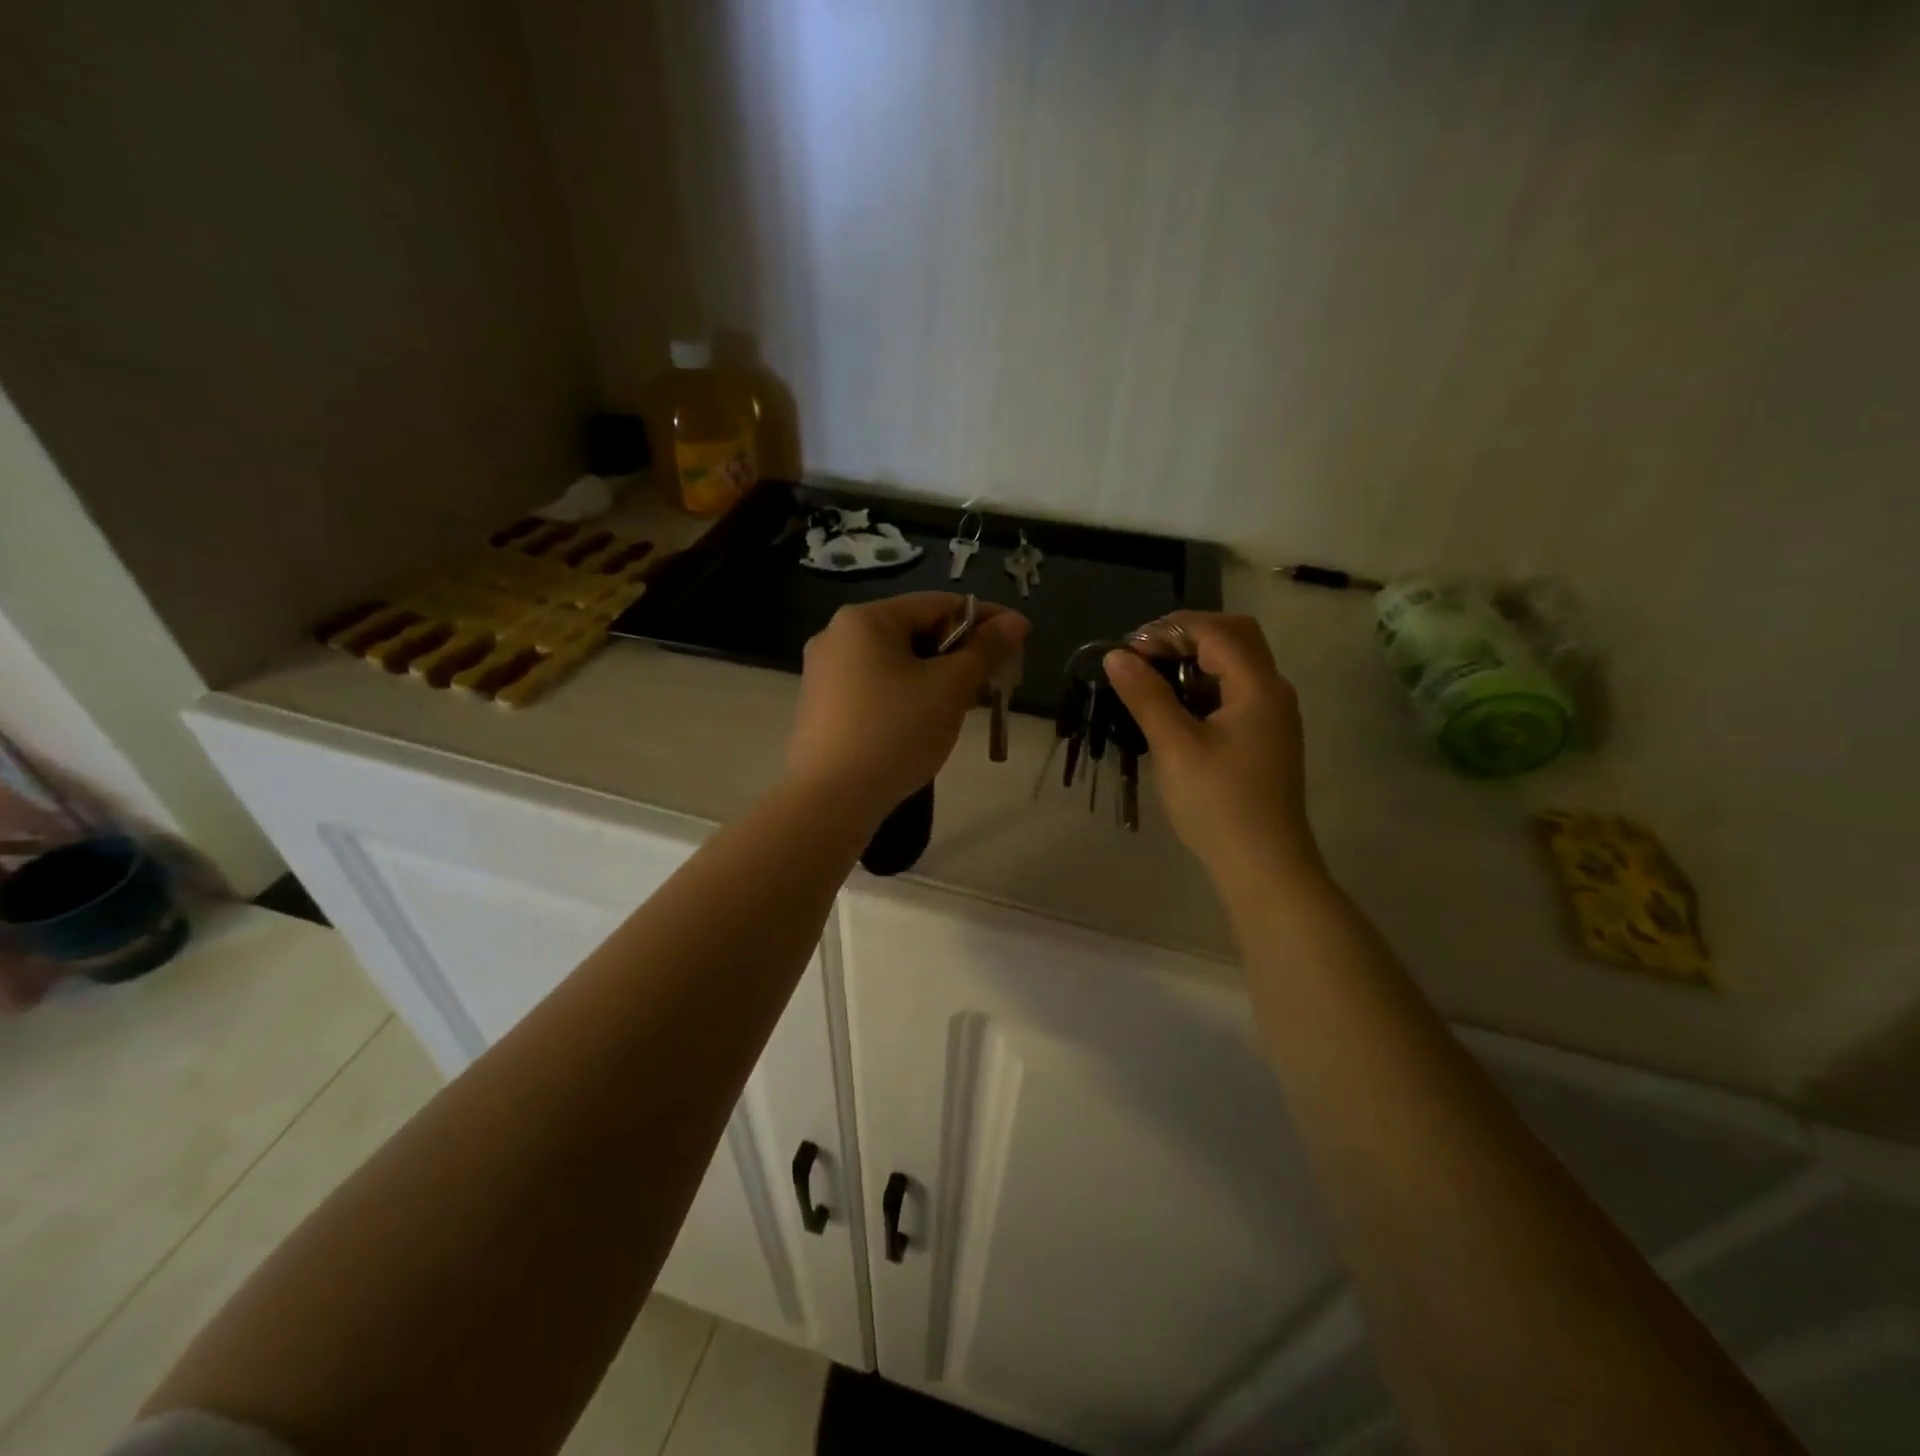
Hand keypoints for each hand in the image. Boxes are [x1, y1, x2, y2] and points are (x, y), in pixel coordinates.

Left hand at [788, 593, 1028, 821]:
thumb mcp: (950, 689)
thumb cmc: (895, 732)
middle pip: (915, 633)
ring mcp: (823, 674)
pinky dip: (908, 696)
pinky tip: (927, 723)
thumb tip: (1016, 622)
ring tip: (967, 706)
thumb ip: (986, 651)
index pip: (937, 604)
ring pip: (896, 664)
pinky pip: (876, 688)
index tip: (1019, 638)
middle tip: (995, 680)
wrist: (830, 800)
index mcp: (865, 619)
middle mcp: (837, 636)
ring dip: (937, 678)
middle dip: (960, 653)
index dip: (984, 618)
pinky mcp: (822, 708)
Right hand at [1103, 612, 1324, 890]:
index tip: (1128, 651)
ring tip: (1150, 683)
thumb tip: (1117, 656)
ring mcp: (1271, 716)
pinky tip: (1172, 711)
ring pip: (1235, 665)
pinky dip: (1202, 688)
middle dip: (1185, 637)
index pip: (1216, 630)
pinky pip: (1234, 693)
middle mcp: (1272, 691)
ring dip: (1193, 662)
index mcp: (1258, 686)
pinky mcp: (1263, 738)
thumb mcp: (1175, 746)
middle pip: (1234, 637)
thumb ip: (1146, 695)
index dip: (1169, 630)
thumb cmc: (1218, 803)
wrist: (1264, 866)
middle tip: (1143, 657)